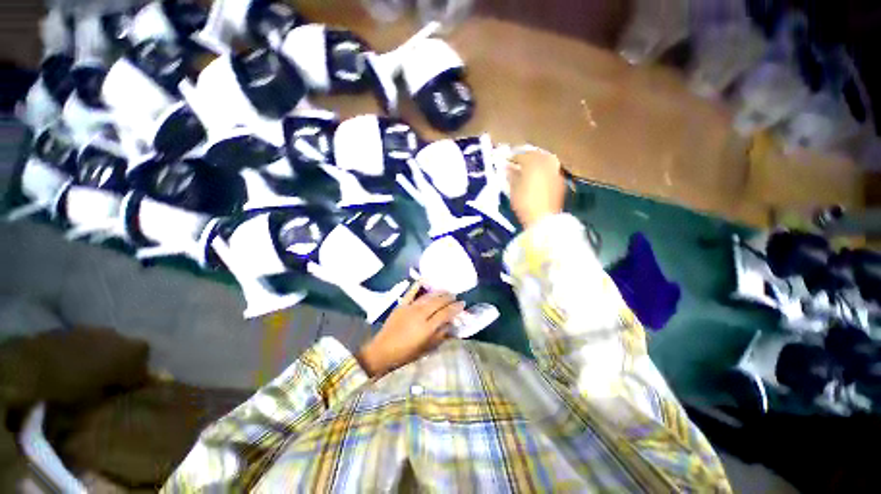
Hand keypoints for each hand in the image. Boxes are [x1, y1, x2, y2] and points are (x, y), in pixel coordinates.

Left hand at [356, 282, 464, 376]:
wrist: (382, 351)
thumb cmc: (406, 354)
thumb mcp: (426, 349)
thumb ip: (440, 335)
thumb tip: (450, 324)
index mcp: (427, 327)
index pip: (445, 313)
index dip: (456, 308)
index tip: (462, 304)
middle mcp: (420, 315)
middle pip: (438, 302)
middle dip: (449, 298)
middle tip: (455, 297)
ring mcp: (410, 308)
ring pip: (428, 296)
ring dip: (439, 292)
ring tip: (446, 291)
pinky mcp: (401, 305)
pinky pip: (411, 292)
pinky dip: (418, 285)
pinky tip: (425, 280)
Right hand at [507, 150, 565, 228]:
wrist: (544, 219)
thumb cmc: (524, 204)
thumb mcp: (513, 190)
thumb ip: (511, 175)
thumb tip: (507, 167)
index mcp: (533, 163)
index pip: (521, 155)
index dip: (512, 157)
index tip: (506, 161)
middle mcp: (547, 163)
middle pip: (536, 154)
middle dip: (526, 156)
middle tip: (518, 162)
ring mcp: (555, 172)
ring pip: (546, 160)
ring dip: (536, 161)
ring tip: (528, 169)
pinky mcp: (560, 181)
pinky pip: (551, 169)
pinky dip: (544, 170)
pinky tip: (538, 178)